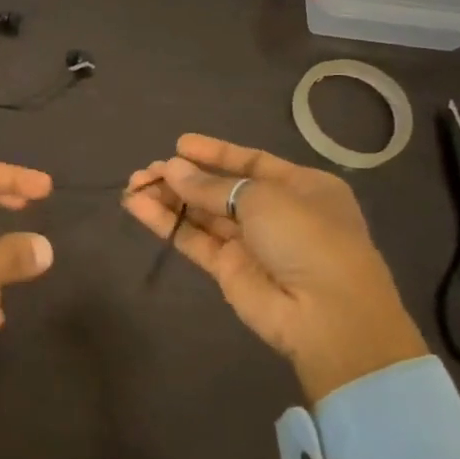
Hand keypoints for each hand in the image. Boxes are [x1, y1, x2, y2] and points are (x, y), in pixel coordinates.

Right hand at [124, 134, 426, 401]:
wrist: (325, 314)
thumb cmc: (306, 237)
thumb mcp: (262, 198)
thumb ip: (211, 186)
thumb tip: (171, 168)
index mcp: (301, 187)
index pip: (251, 162)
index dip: (215, 153)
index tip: (179, 144)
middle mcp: (276, 212)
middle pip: (221, 189)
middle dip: (185, 177)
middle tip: (147, 170)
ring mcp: (251, 243)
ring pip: (203, 214)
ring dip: (169, 198)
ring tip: (134, 184)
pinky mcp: (228, 270)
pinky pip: (193, 239)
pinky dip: (166, 223)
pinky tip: (137, 206)